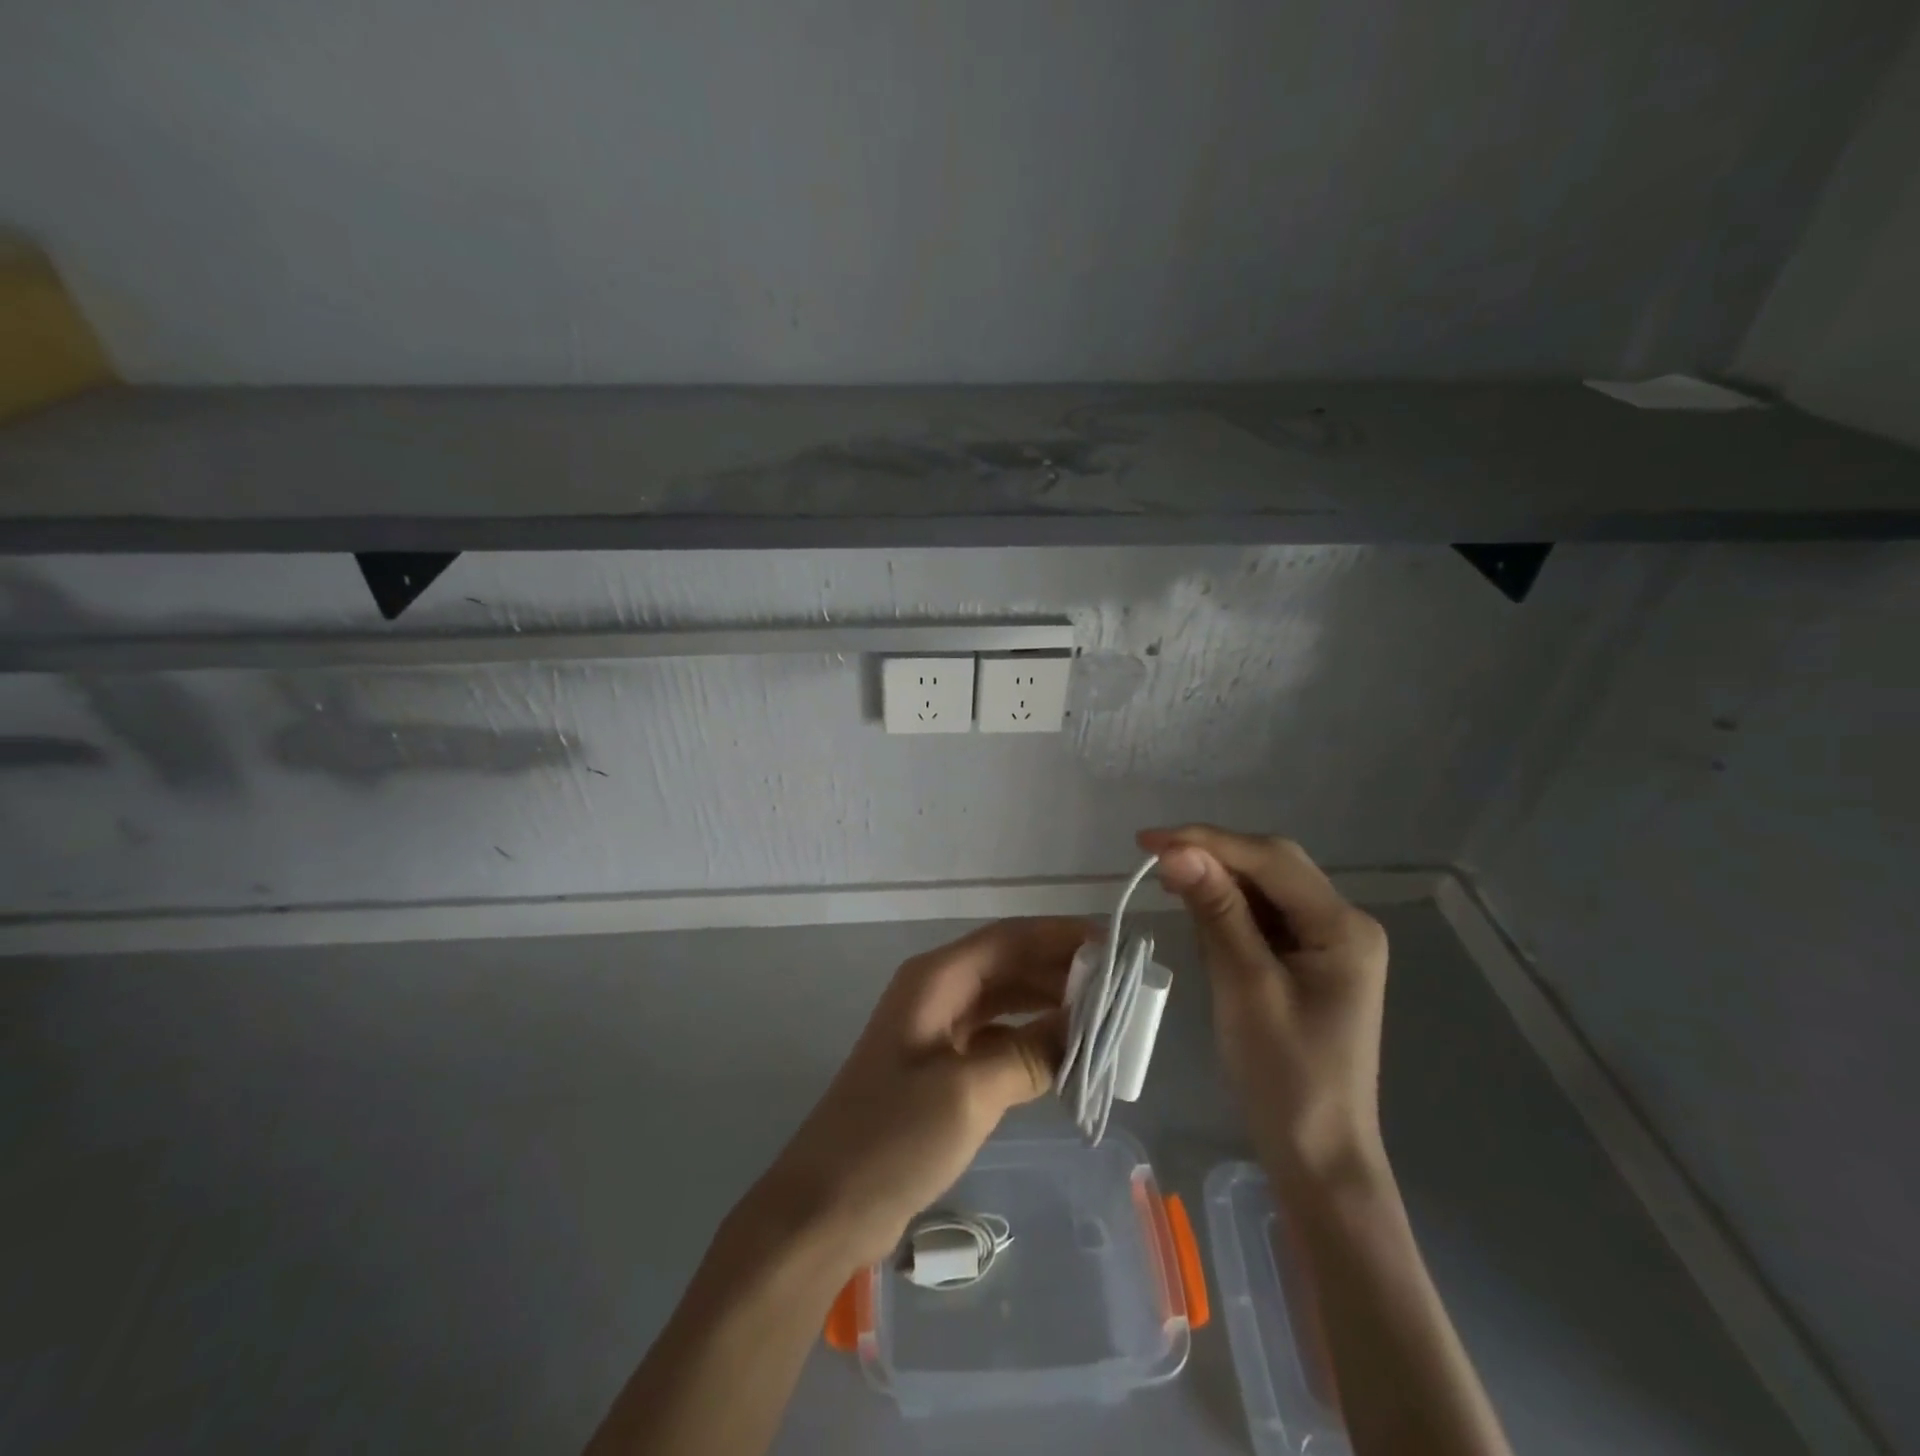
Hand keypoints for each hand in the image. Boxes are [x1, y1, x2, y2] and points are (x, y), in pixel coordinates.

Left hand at [748, 917, 1086, 1271]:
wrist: (826, 1205)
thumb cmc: (893, 1137)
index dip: (1061, 936)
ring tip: (1103, 1020)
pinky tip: (1066, 1057)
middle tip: (1120, 988)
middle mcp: (937, 992)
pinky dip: (1030, 1041)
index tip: (1114, 946)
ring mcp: (937, 1031)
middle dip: (1061, 972)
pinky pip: (996, 1038)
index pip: (1009, 938)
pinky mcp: (941, 1068)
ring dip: (1049, 1006)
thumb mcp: (969, 1092)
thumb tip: (1083, 1028)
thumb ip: (1031, 1054)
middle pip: (1009, 965)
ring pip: (1005, 1002)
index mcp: (936, 979)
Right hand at [1139, 825, 1389, 1187]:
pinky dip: (1228, 909)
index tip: (1148, 841)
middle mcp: (1343, 924)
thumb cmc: (1284, 1076)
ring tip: (1168, 881)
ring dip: (1218, 880)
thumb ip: (1217, 913)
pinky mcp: (1310, 963)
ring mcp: (1329, 944)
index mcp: (1343, 927)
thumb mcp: (1245, 987)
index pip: (1271, 860)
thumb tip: (1177, 852)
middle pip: (1273, 867)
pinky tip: (1198, 910)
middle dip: (1213, 856)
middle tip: (1153, 857)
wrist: (1317, 1156)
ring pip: (1266, 889)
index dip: (1208, 841)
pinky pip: (1265, 917)